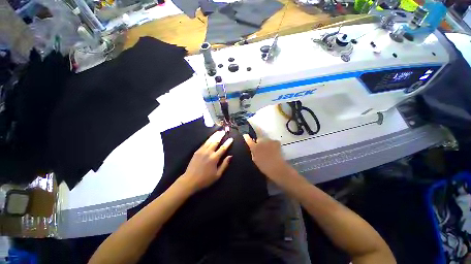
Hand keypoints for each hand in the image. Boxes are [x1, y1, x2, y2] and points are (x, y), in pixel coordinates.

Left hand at [180, 130, 232, 192]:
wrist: (190, 181)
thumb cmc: (205, 179)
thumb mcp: (218, 175)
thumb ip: (224, 164)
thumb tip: (230, 156)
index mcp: (214, 158)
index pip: (223, 148)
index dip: (227, 143)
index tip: (231, 138)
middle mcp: (208, 152)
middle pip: (216, 142)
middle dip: (220, 136)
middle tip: (223, 131)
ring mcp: (202, 151)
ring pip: (209, 141)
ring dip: (214, 135)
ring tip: (218, 131)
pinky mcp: (197, 151)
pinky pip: (204, 143)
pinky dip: (208, 139)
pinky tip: (210, 137)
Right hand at [243, 135, 292, 184]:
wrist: (277, 168)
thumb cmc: (264, 166)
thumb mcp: (255, 160)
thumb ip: (253, 152)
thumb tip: (254, 148)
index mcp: (254, 147)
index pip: (248, 139)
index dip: (247, 137)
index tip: (246, 135)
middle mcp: (261, 141)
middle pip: (258, 134)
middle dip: (258, 137)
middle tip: (260, 143)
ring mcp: (269, 140)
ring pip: (266, 139)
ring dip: (266, 142)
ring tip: (269, 149)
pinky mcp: (276, 141)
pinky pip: (273, 141)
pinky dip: (273, 144)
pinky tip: (275, 150)